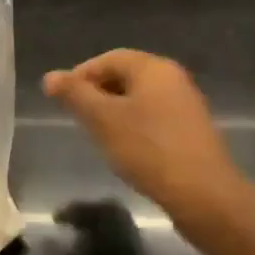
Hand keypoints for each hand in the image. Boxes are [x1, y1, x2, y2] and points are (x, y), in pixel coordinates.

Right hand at [43, 50, 241, 216]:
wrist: (204, 196)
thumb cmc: (148, 149)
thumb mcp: (103, 120)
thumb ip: (75, 95)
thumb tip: (50, 76)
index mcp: (153, 67)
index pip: (108, 59)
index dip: (81, 75)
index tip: (62, 100)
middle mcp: (173, 77)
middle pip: (125, 75)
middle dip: (97, 93)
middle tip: (78, 117)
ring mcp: (185, 104)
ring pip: (139, 98)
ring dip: (115, 111)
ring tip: (98, 135)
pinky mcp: (191, 130)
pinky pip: (154, 117)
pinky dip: (134, 125)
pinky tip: (126, 148)